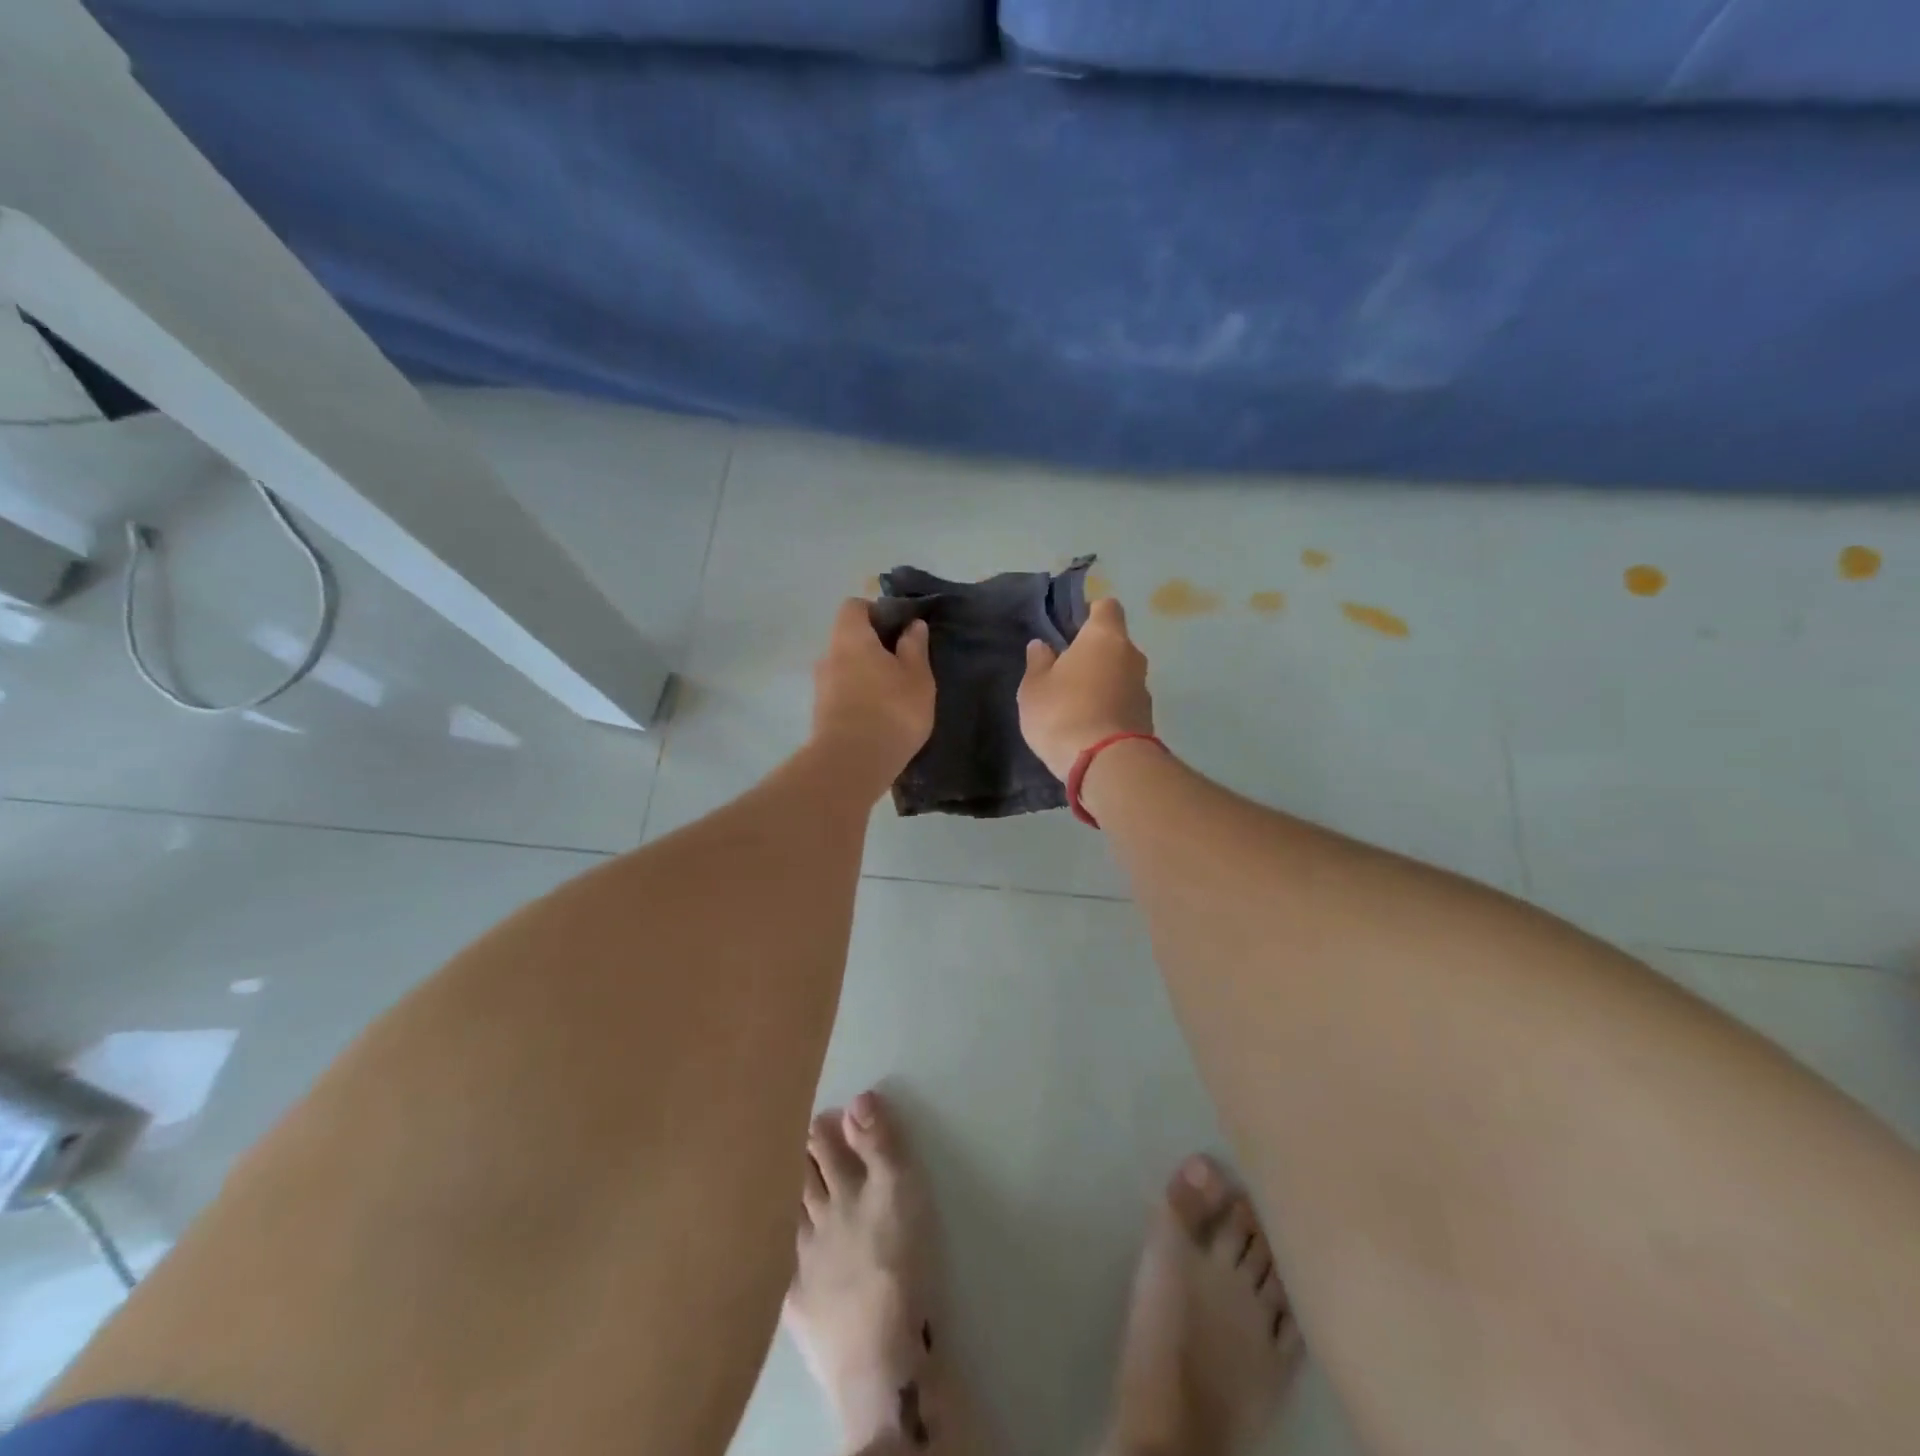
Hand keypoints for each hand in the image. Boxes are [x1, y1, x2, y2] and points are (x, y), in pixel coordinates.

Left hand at [811, 599, 934, 783]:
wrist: (852, 763)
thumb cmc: (891, 710)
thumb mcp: (917, 676)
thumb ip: (915, 647)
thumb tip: (913, 625)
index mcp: (850, 637)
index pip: (854, 606)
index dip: (877, 612)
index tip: (901, 629)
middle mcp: (828, 655)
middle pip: (849, 637)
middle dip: (875, 646)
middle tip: (904, 663)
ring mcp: (821, 686)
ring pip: (846, 667)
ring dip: (867, 674)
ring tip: (895, 693)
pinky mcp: (821, 713)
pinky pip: (843, 692)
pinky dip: (860, 696)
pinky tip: (881, 714)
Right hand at [1018, 597, 1154, 781]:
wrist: (1106, 765)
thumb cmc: (1063, 713)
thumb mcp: (1035, 688)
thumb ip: (1038, 663)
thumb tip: (1042, 646)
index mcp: (1105, 636)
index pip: (1106, 607)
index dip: (1089, 612)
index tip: (1070, 628)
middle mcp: (1132, 655)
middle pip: (1114, 642)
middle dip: (1093, 652)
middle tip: (1065, 669)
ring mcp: (1143, 688)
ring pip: (1120, 673)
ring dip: (1103, 681)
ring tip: (1075, 702)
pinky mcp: (1147, 717)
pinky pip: (1124, 700)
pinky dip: (1110, 705)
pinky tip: (1088, 723)